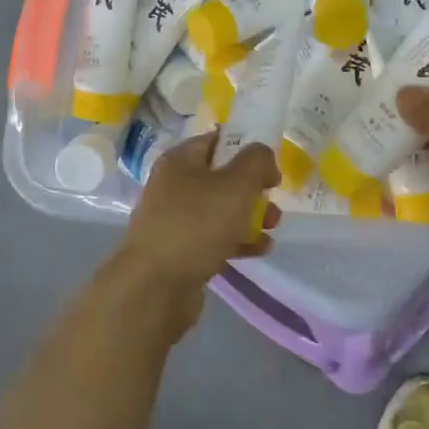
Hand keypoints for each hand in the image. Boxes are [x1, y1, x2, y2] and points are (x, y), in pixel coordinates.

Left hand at [110, 133, 279, 308]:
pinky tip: (260, 250)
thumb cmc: (196, 225)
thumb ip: (257, 162)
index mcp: (179, 161)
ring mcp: (175, 220)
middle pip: (221, 177)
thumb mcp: (236, 184)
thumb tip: (264, 159)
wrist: (155, 287)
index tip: (270, 165)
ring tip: (272, 227)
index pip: (216, 141)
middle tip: (273, 201)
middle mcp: (173, 186)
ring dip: (249, 216)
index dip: (245, 148)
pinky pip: (215, 238)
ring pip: (220, 210)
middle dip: (252, 188)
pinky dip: (238, 241)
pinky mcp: (181, 251)